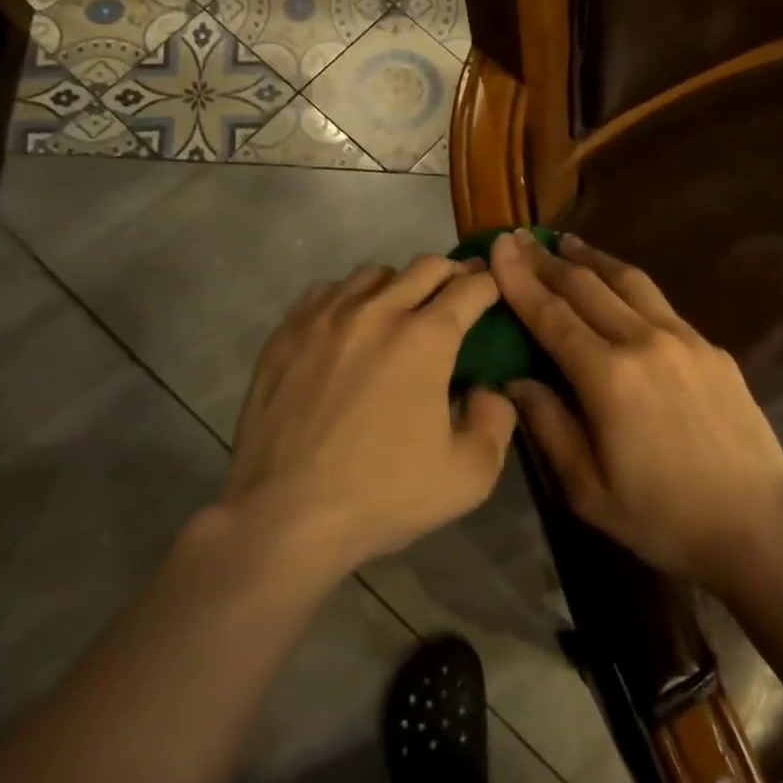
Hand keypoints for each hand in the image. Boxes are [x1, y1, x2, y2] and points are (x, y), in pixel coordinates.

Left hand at [226, 256, 516, 577]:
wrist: (285, 516)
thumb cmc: (383, 496)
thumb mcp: (470, 475)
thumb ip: (497, 421)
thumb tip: (488, 388)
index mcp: (426, 339)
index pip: (471, 288)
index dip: (491, 285)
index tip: (495, 293)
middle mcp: (378, 311)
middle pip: (426, 266)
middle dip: (452, 275)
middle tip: (458, 297)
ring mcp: (326, 317)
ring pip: (375, 273)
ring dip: (399, 284)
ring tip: (401, 312)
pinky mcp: (287, 332)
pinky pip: (326, 291)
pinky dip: (349, 298)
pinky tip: (349, 326)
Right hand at [488, 231, 782, 589]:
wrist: (757, 525)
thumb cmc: (663, 517)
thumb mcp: (587, 488)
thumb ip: (548, 426)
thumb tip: (515, 379)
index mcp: (608, 377)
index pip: (551, 315)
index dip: (519, 280)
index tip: (499, 247)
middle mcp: (645, 342)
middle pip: (587, 287)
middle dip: (547, 261)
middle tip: (520, 239)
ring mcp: (684, 339)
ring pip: (629, 281)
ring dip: (592, 259)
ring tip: (566, 243)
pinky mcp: (712, 348)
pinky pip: (660, 303)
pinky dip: (628, 284)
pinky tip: (620, 285)